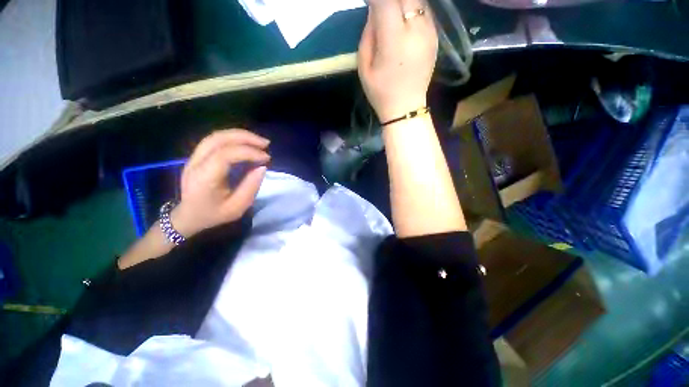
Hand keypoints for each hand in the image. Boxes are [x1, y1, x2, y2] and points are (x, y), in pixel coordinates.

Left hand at [171, 129, 269, 236]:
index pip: (225, 155)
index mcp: (204, 178)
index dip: (249, 152)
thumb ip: (251, 187)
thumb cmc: (214, 214)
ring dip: (240, 135)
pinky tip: (246, 143)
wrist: (188, 216)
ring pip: (216, 136)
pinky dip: (233, 138)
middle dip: (245, 137)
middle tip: (265, 144)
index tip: (266, 158)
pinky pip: (215, 140)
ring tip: (258, 141)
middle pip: (218, 139)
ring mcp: (194, 157)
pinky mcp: (197, 156)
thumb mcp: (237, 208)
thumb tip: (262, 167)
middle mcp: (196, 163)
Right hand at [358, 0, 437, 122]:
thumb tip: (375, 10)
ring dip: (403, 3)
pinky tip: (404, 21)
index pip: (386, 1)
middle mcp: (416, 30)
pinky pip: (425, 11)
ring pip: (417, 1)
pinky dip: (413, 9)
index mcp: (394, 41)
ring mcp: (430, 32)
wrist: (405, 109)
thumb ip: (369, 33)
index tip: (369, 4)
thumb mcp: (364, 66)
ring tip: (392, 15)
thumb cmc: (380, 92)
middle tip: (381, 10)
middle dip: (390, 1)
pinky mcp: (435, 36)